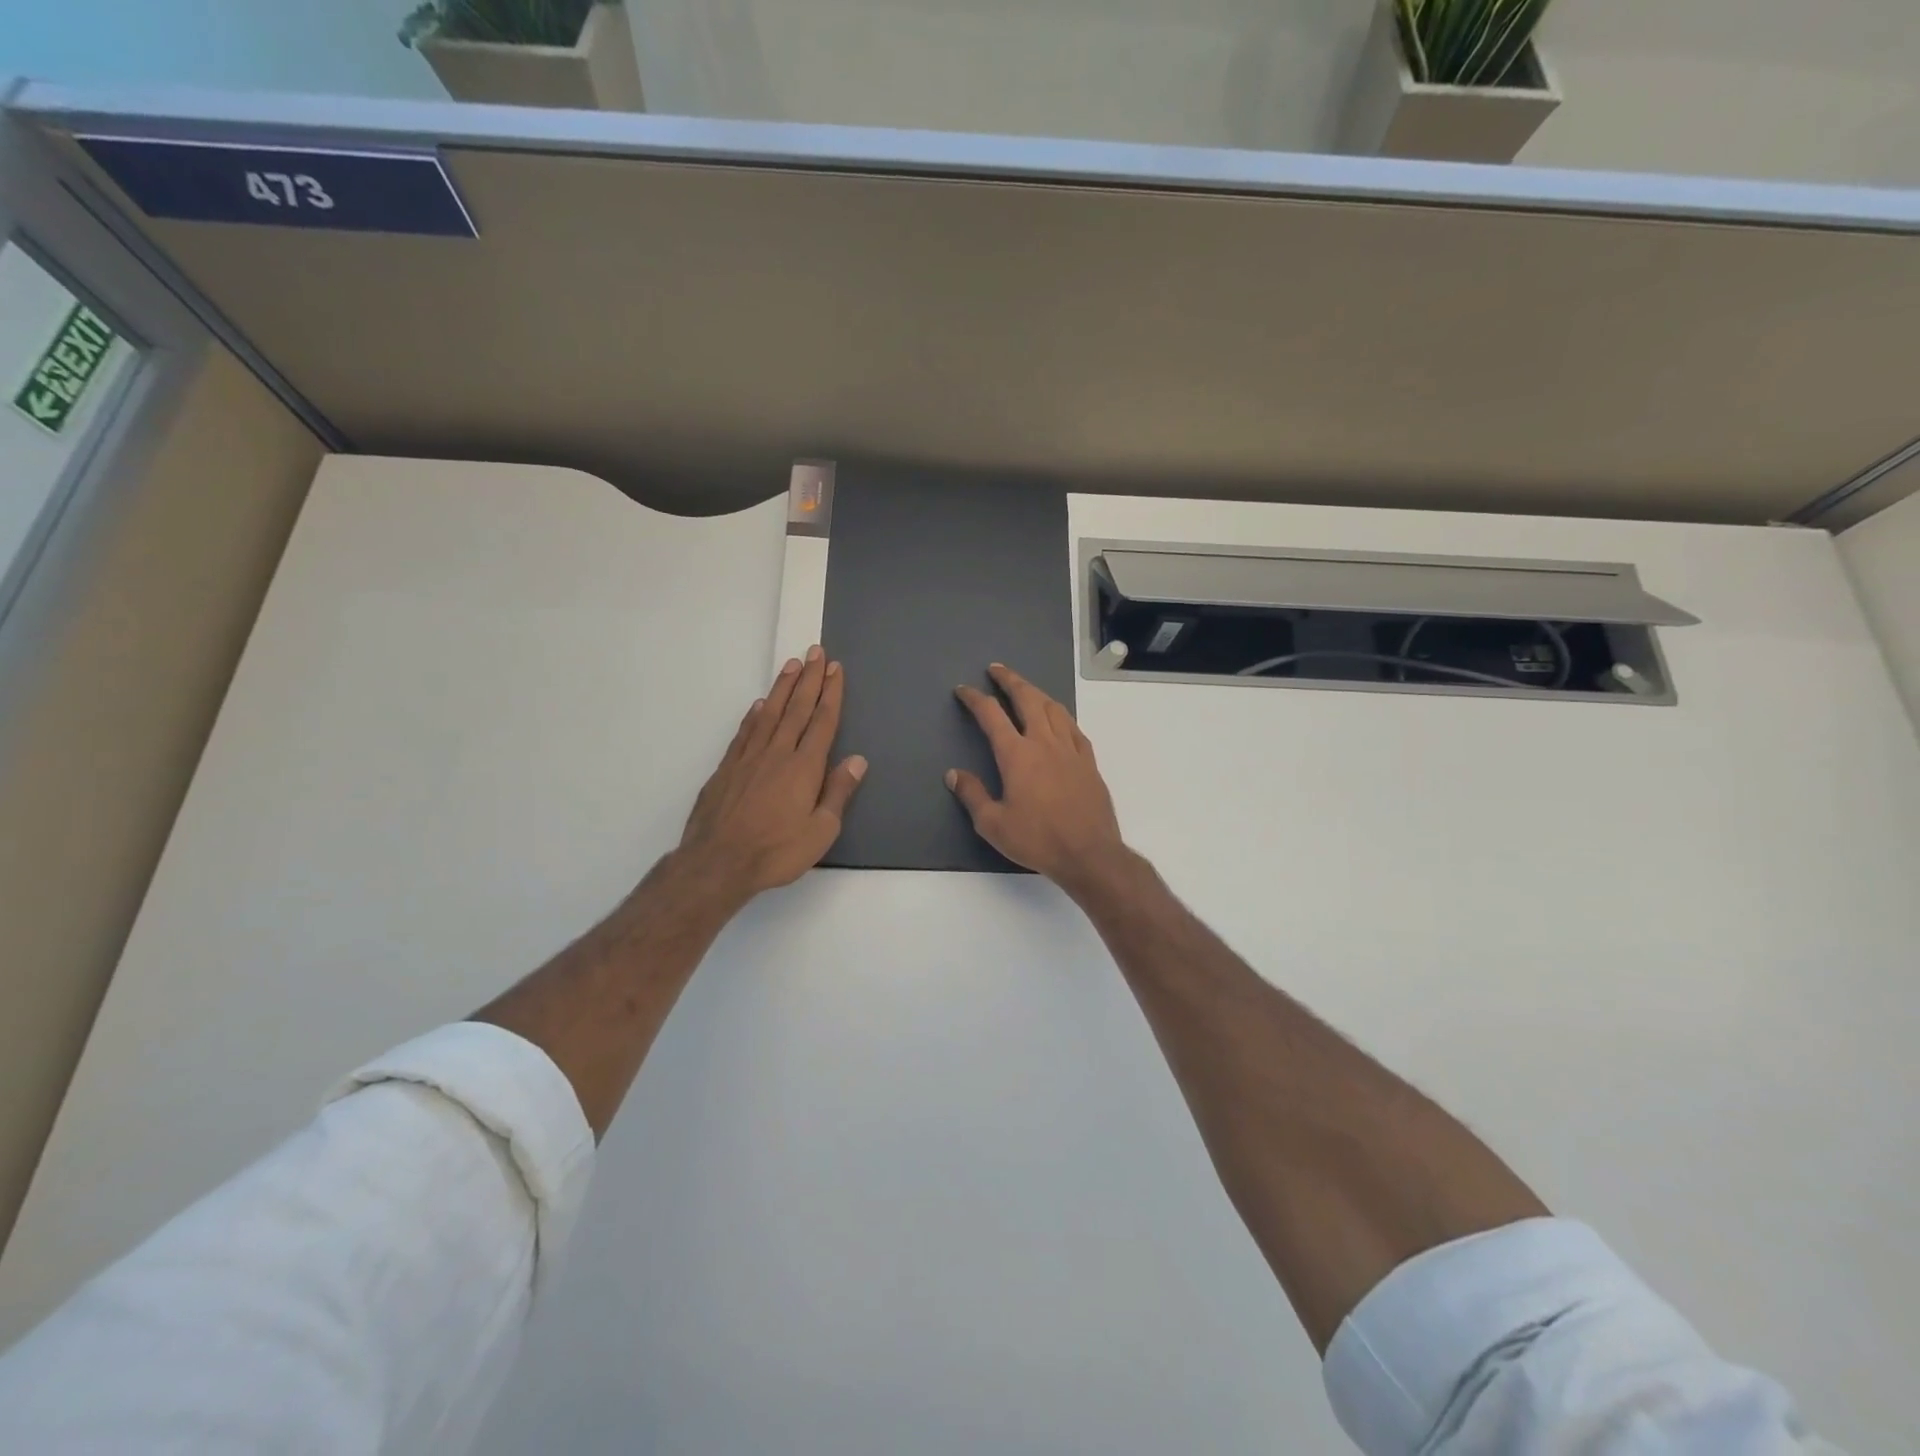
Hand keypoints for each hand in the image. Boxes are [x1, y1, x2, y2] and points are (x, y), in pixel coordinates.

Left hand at [677, 647, 865, 907]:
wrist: (718, 862)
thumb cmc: (777, 851)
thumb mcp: (820, 831)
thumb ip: (838, 793)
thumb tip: (856, 760)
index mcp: (804, 767)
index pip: (822, 722)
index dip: (830, 694)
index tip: (835, 669)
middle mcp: (777, 753)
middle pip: (796, 709)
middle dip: (809, 679)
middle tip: (815, 652)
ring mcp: (748, 758)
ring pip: (769, 713)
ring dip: (782, 688)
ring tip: (791, 665)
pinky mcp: (727, 768)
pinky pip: (745, 732)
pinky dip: (755, 715)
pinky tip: (760, 705)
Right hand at [948, 663, 1128, 891]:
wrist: (1089, 853)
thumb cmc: (1037, 839)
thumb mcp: (993, 824)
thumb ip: (972, 795)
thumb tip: (953, 774)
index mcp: (1017, 755)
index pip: (992, 715)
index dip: (975, 699)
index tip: (964, 690)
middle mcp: (1044, 743)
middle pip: (1027, 699)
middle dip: (1010, 680)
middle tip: (997, 669)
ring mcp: (1070, 749)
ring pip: (1053, 708)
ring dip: (1036, 692)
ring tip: (1025, 688)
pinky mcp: (1088, 761)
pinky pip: (1073, 727)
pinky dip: (1060, 715)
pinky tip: (1058, 718)